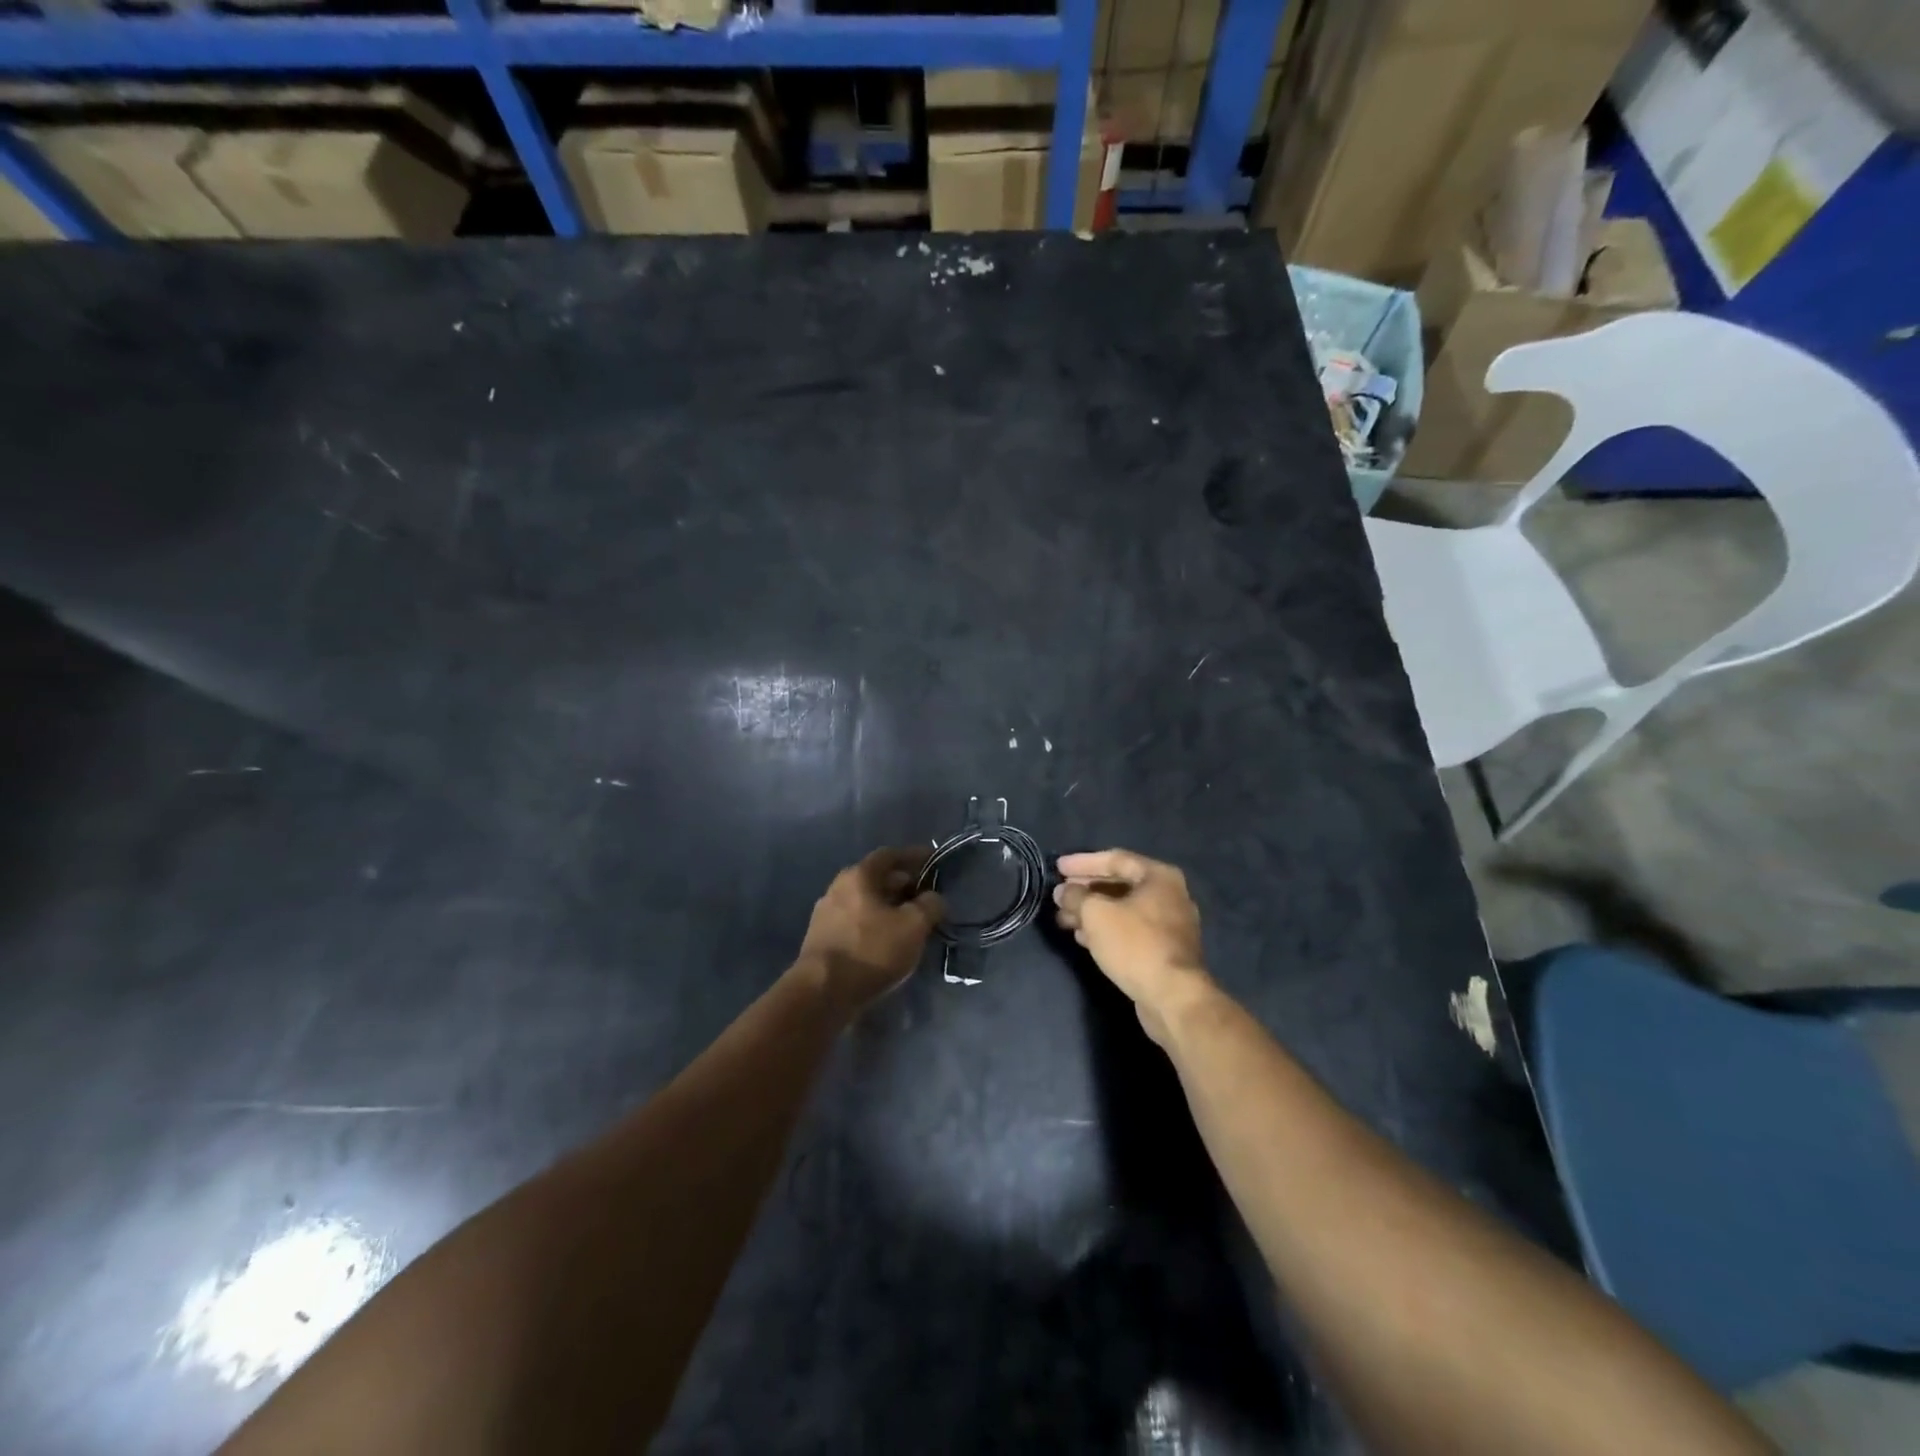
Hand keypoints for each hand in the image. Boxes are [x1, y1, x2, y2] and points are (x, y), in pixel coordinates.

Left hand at [797, 846, 944, 1012]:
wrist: (822, 993)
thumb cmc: (871, 950)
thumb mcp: (913, 926)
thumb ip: (929, 906)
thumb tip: (933, 898)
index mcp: (858, 876)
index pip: (889, 855)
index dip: (913, 856)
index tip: (932, 860)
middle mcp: (838, 888)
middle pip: (875, 878)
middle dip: (902, 884)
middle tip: (925, 896)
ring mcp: (825, 914)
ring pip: (865, 902)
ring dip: (888, 907)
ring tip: (910, 922)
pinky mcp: (821, 939)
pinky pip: (855, 922)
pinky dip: (874, 924)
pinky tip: (887, 942)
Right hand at [1053, 849, 1215, 1045]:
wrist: (1172, 997)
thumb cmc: (1135, 945)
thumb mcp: (1096, 914)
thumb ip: (1075, 896)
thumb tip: (1063, 891)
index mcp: (1159, 876)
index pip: (1115, 859)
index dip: (1083, 862)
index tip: (1057, 868)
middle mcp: (1169, 895)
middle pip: (1119, 884)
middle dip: (1086, 890)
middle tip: (1059, 896)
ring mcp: (1170, 924)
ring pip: (1123, 909)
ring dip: (1092, 912)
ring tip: (1064, 919)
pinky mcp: (1165, 950)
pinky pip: (1130, 930)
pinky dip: (1106, 929)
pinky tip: (1083, 938)